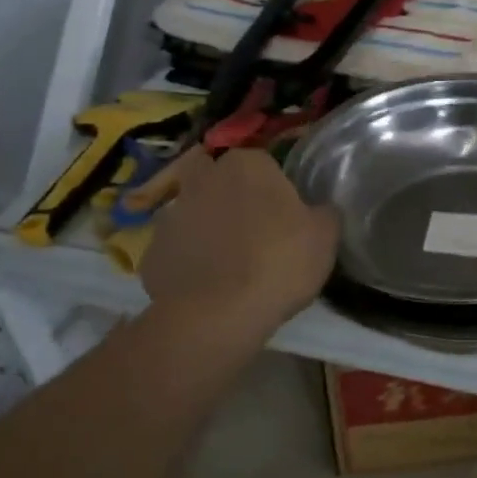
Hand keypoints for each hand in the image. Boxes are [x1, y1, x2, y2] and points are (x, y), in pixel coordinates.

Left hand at [131, 147, 338, 331]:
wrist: (216, 317)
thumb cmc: (279, 262)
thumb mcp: (326, 235)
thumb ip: (323, 212)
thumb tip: (318, 209)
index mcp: (247, 164)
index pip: (260, 160)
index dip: (271, 184)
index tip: (282, 209)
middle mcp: (203, 180)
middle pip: (215, 177)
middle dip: (226, 192)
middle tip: (250, 224)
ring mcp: (170, 217)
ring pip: (192, 212)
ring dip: (205, 226)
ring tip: (227, 260)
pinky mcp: (150, 255)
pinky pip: (175, 250)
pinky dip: (187, 261)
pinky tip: (206, 285)